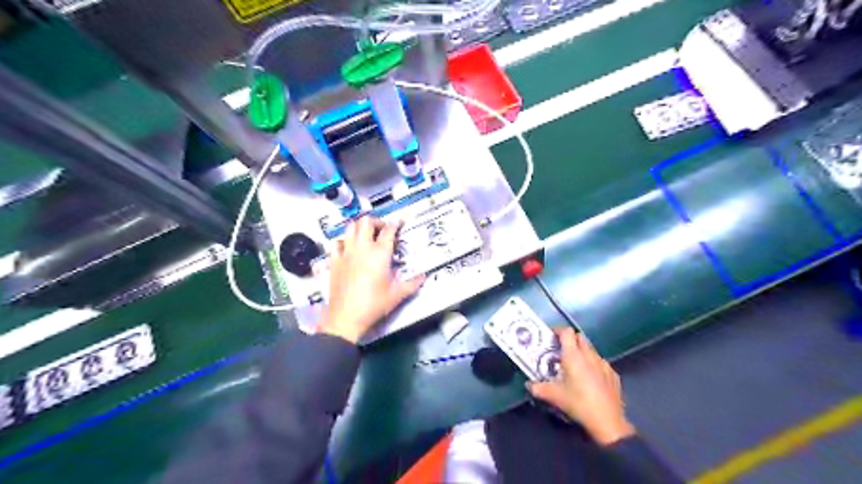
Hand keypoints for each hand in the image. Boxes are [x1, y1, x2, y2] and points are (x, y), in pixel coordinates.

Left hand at [318, 215, 424, 343]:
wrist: (346, 317)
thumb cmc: (374, 305)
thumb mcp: (397, 295)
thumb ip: (412, 284)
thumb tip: (423, 277)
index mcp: (380, 254)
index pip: (389, 230)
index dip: (395, 223)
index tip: (399, 222)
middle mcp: (362, 248)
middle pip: (366, 222)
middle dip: (376, 221)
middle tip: (382, 229)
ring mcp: (346, 253)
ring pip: (350, 228)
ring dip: (359, 227)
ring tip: (365, 235)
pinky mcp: (334, 261)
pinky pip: (336, 243)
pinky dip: (343, 241)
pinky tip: (348, 247)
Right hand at [526, 327, 631, 444]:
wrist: (607, 421)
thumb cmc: (578, 403)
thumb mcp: (554, 396)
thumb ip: (538, 388)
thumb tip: (529, 385)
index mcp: (573, 355)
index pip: (566, 332)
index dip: (558, 331)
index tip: (551, 337)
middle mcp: (589, 355)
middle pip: (580, 337)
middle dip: (570, 340)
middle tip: (561, 351)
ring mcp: (604, 364)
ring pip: (591, 350)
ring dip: (582, 352)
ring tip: (575, 366)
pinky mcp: (613, 375)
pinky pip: (601, 363)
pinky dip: (594, 365)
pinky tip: (591, 379)